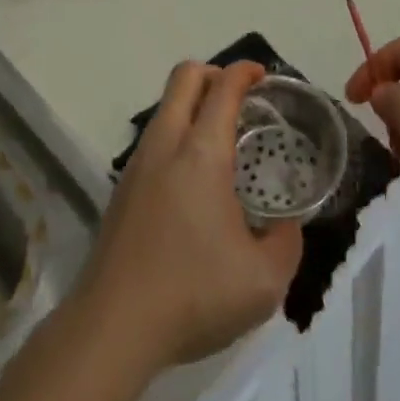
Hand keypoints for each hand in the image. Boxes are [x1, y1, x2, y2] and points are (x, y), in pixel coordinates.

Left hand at [76, 62, 304, 374]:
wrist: (111, 328)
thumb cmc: (193, 294)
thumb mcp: (264, 281)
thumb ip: (286, 243)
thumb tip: (288, 225)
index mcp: (202, 152)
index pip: (223, 88)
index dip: (244, 71)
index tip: (262, 74)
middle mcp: (166, 144)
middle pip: (184, 77)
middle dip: (213, 73)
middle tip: (240, 97)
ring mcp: (137, 165)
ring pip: (164, 107)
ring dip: (191, 105)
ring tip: (220, 140)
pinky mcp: (121, 190)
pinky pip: (154, 139)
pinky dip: (176, 135)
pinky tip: (192, 180)